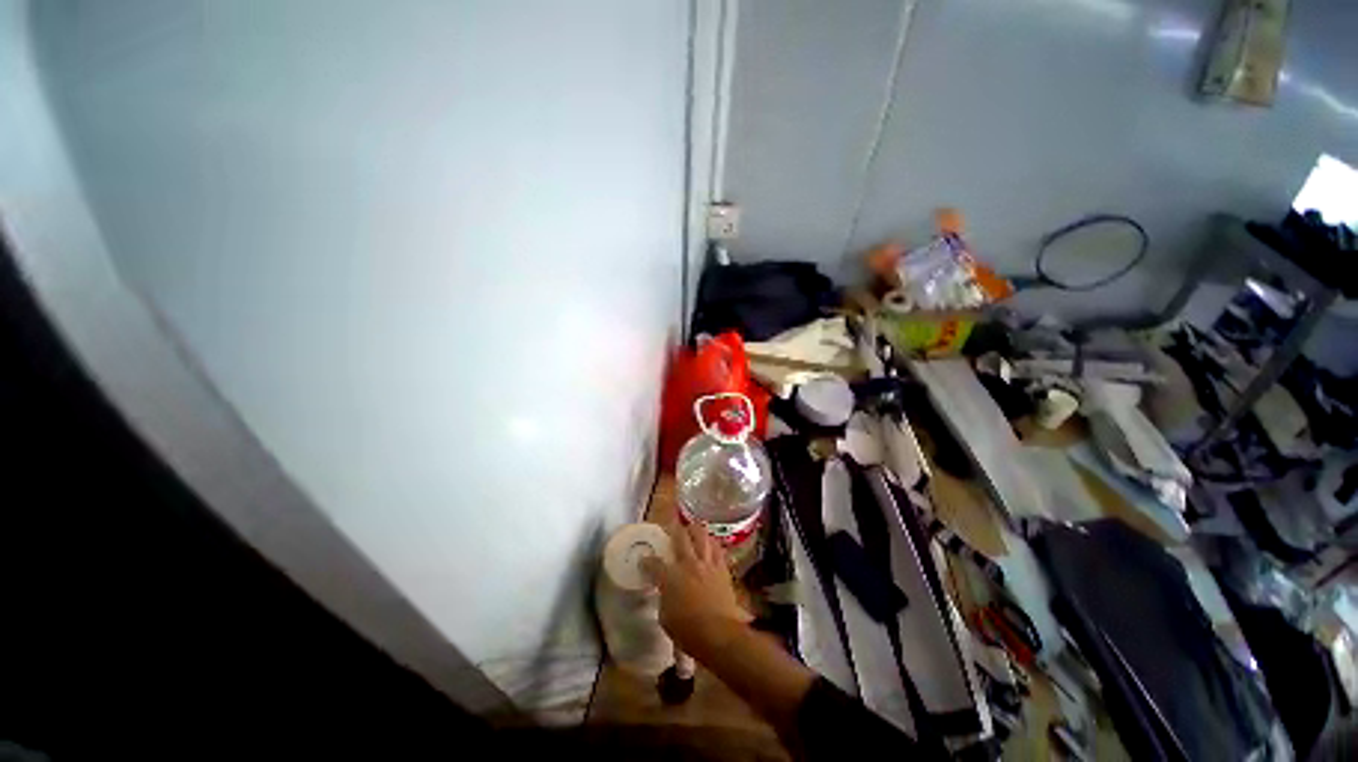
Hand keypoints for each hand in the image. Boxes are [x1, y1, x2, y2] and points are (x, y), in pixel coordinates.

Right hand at [641, 522, 749, 657]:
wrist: (719, 634)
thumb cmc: (688, 632)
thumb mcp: (666, 618)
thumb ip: (664, 598)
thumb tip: (666, 592)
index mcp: (671, 578)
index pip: (655, 563)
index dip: (647, 561)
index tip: (644, 560)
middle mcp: (689, 564)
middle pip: (681, 537)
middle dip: (674, 531)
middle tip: (672, 530)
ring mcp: (707, 564)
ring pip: (701, 535)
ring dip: (695, 530)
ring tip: (692, 530)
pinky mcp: (722, 569)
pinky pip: (717, 548)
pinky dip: (712, 543)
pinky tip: (710, 544)